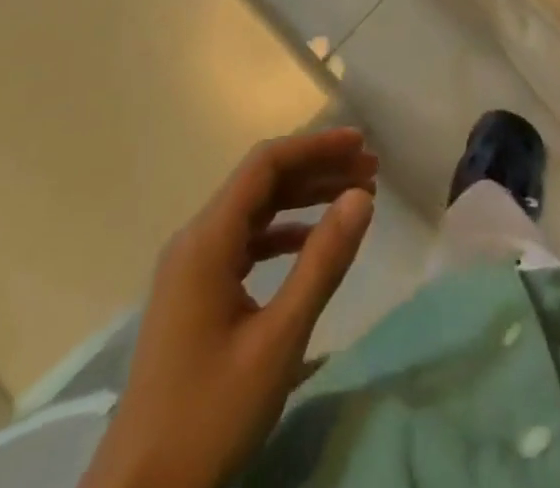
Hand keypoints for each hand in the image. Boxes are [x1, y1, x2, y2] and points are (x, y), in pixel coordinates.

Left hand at [84, 128, 377, 487]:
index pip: (266, 164)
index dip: (315, 146)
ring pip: (254, 210)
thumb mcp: (278, 340)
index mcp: (207, 240)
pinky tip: (312, 242)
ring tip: (352, 198)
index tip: (360, 144)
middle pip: (261, 182)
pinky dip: (282, 232)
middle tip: (369, 170)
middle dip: (316, 169)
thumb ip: (322, 263)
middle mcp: (195, 240)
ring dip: (302, 198)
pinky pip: (243, 241)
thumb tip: (361, 196)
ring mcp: (190, 267)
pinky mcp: (193, 294)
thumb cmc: (209, 416)